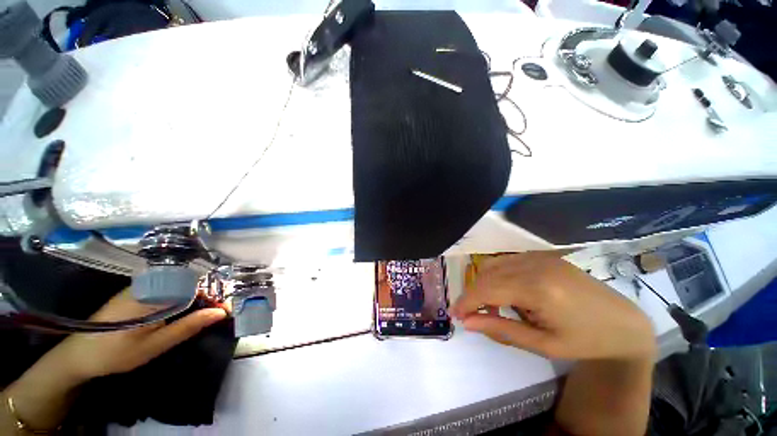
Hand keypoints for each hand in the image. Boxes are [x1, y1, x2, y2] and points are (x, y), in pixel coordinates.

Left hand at [1, 290, 226, 432]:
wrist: (79, 354)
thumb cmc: (115, 354)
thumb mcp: (154, 346)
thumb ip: (187, 327)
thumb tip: (220, 312)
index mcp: (153, 295)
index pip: (196, 285)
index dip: (215, 294)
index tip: (227, 309)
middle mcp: (149, 284)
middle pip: (191, 281)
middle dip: (209, 295)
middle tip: (218, 313)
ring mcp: (143, 286)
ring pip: (181, 283)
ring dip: (198, 296)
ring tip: (206, 312)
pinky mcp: (139, 291)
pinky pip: (170, 287)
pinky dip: (184, 296)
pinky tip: (185, 310)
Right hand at [451, 252, 655, 360]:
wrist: (623, 323)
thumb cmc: (586, 341)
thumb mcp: (543, 344)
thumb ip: (501, 330)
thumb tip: (467, 323)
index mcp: (539, 289)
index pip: (487, 289)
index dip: (466, 301)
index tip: (455, 314)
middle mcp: (535, 265)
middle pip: (487, 274)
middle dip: (473, 294)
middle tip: (471, 314)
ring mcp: (539, 256)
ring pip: (493, 265)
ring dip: (483, 284)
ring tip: (490, 306)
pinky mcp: (542, 255)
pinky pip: (506, 261)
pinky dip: (496, 275)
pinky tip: (505, 292)